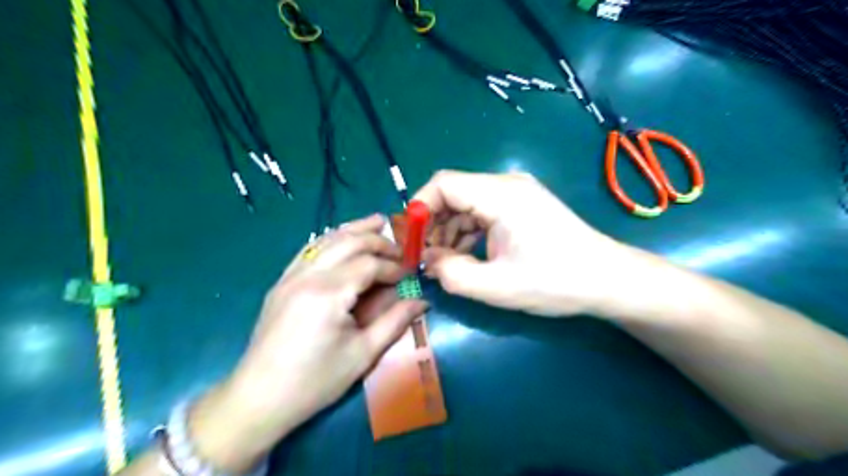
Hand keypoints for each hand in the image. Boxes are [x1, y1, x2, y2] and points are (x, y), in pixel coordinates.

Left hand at [187, 213, 428, 470]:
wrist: (259, 398)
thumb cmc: (315, 381)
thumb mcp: (362, 354)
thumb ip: (395, 321)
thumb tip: (422, 301)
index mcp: (329, 293)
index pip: (369, 264)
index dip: (393, 266)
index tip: (410, 274)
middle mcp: (309, 275)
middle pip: (349, 242)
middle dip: (378, 241)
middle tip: (399, 248)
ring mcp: (291, 276)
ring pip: (327, 239)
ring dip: (355, 230)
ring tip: (377, 222)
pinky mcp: (282, 282)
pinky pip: (309, 250)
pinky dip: (330, 239)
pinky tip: (342, 238)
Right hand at [415, 169, 638, 318]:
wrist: (607, 279)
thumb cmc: (556, 281)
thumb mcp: (497, 286)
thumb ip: (452, 274)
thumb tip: (428, 261)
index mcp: (501, 194)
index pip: (443, 184)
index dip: (419, 209)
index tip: (410, 242)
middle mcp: (506, 185)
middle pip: (453, 192)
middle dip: (432, 224)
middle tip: (424, 258)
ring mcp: (515, 194)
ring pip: (465, 203)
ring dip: (448, 231)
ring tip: (443, 263)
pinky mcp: (520, 206)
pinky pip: (481, 212)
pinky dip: (466, 232)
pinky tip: (465, 256)